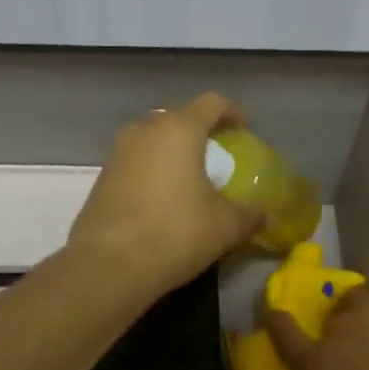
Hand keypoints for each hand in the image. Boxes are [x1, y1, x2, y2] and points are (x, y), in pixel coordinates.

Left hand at [68, 93, 263, 296]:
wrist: (108, 266)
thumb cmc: (175, 233)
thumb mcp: (225, 227)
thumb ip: (250, 216)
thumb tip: (268, 216)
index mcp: (178, 129)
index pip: (211, 103)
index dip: (231, 112)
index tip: (242, 127)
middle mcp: (144, 131)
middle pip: (178, 119)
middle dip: (199, 133)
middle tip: (217, 156)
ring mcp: (117, 154)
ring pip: (152, 141)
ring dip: (172, 154)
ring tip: (190, 180)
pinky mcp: (101, 179)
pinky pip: (135, 164)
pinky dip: (153, 173)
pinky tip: (163, 202)